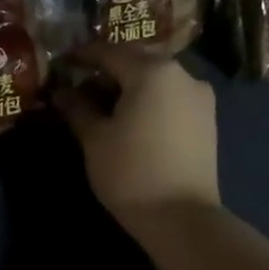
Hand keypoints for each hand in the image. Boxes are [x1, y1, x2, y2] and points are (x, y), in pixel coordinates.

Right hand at [54, 51, 219, 228]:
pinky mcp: (207, 120)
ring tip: (103, 103)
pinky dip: (148, 99)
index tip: (61, 63)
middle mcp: (182, 74)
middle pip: (137, 60)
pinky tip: (130, 118)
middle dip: (107, 68)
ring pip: (156, 79)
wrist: (181, 217)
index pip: (109, 52)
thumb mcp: (95, 138)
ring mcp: (200, 97)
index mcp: (152, 72)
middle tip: (79, 83)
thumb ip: (78, 108)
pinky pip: (170, 97)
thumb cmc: (130, 172)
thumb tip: (62, 93)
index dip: (82, 55)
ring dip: (129, 84)